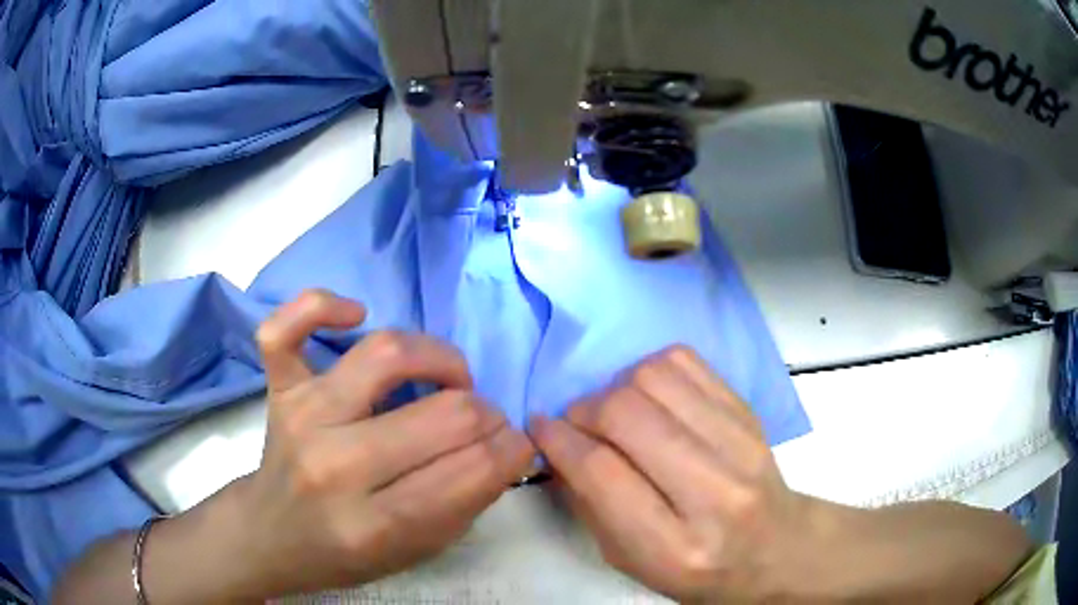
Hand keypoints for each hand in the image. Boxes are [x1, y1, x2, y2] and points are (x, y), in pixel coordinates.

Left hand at [232, 290, 534, 598]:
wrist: (274, 535)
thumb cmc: (346, 554)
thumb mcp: (417, 552)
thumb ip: (467, 501)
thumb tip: (509, 447)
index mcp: (373, 525)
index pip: (471, 471)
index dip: (512, 450)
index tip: (517, 445)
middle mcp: (335, 466)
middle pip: (444, 415)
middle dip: (488, 415)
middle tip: (487, 422)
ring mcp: (302, 417)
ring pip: (386, 355)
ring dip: (441, 359)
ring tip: (449, 379)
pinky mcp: (279, 388)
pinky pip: (285, 328)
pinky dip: (320, 307)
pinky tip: (355, 316)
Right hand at [530, 346, 815, 602]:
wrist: (776, 548)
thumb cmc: (697, 569)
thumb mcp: (631, 561)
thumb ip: (589, 504)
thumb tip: (557, 444)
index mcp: (675, 546)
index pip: (602, 472)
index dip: (559, 440)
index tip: (540, 427)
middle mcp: (714, 491)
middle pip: (627, 414)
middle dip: (584, 409)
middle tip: (578, 423)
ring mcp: (740, 443)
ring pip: (654, 377)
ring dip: (617, 387)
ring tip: (616, 412)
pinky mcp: (749, 411)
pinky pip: (685, 362)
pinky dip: (652, 370)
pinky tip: (650, 398)